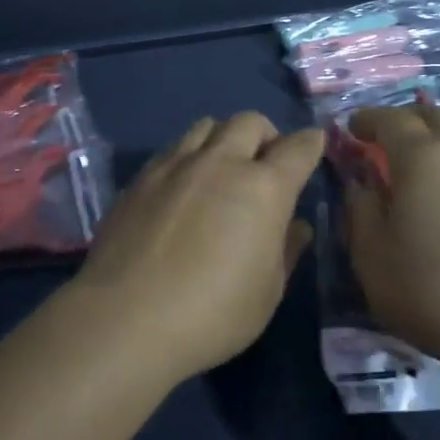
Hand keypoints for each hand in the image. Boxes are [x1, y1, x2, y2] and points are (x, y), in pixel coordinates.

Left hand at [71, 113, 324, 383]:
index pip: (297, 148)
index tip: (313, 145)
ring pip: (207, 126)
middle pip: (250, 122)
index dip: (310, 143)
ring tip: (221, 170)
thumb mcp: (267, 292)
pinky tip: (183, 187)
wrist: (125, 318)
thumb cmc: (212, 313)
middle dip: (266, 135)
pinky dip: (189, 156)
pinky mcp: (141, 177)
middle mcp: (221, 162)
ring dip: (224, 139)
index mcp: (263, 188)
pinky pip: (173, 148)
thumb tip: (296, 225)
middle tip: (265, 165)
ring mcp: (176, 165)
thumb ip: (286, 250)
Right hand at [342, 106, 439, 375]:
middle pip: (436, 115)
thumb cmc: (432, 291)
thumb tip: (362, 183)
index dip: (369, 119)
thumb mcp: (372, 257)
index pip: (392, 120)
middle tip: (387, 139)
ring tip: (429, 152)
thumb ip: (361, 211)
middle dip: (407, 119)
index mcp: (424, 159)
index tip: (352, 127)